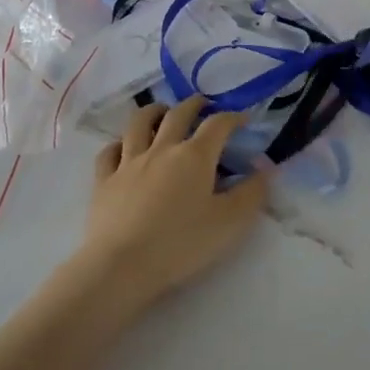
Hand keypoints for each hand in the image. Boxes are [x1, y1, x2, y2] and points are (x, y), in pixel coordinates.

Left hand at [76, 97, 266, 311]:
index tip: (243, 119)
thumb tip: (265, 168)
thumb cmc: (180, 244)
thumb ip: (252, 193)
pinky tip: (122, 148)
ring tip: (162, 111)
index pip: (218, 124)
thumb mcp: (229, 223)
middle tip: (203, 104)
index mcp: (195, 156)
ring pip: (139, 123)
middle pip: (178, 114)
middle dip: (194, 104)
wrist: (121, 266)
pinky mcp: (104, 180)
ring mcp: (129, 162)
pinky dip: (118, 144)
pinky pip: (109, 152)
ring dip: (153, 111)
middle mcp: (162, 149)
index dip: (233, 117)